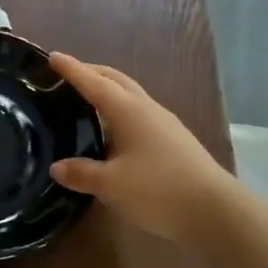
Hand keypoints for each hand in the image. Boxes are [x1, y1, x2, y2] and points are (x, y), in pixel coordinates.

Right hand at [48, 52, 233, 246]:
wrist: (214, 211)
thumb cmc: (158, 190)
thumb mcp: (111, 184)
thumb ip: (81, 173)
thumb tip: (57, 167)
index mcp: (128, 111)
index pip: (93, 83)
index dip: (72, 69)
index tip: (52, 56)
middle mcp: (146, 109)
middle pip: (116, 80)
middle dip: (92, 72)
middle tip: (68, 74)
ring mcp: (164, 124)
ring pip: (130, 95)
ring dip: (108, 91)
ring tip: (86, 101)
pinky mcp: (173, 140)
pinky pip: (139, 113)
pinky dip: (119, 111)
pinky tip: (113, 130)